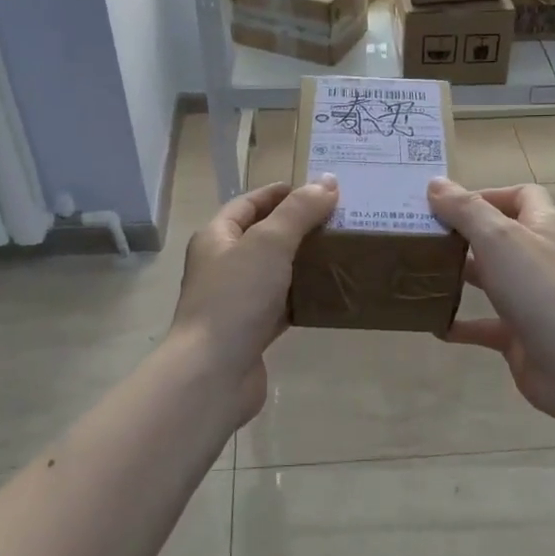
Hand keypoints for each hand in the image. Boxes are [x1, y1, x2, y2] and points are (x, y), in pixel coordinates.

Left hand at [170, 177, 339, 421]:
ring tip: (341, 252)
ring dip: (303, 262)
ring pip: (275, 272)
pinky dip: (303, 297)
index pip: (248, 203)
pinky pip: (282, 306)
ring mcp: (236, 301)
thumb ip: (299, 211)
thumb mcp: (270, 243)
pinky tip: (330, 294)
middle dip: (298, 227)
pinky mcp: (251, 331)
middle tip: (338, 220)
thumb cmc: (236, 297)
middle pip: (263, 237)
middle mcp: (222, 266)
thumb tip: (327, 182)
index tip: (317, 189)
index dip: (279, 193)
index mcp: (216, 237)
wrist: (213, 373)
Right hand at [427, 178, 554, 422]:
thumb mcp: (498, 239)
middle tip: (424, 236)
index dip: (488, 194)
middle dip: (464, 234)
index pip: (522, 195)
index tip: (450, 204)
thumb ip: (465, 210)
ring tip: (421, 272)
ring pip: (491, 279)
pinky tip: (434, 324)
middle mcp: (538, 258)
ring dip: (459, 275)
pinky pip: (485, 324)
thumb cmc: (539, 290)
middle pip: (500, 236)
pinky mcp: (521, 334)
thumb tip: (435, 184)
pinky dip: (461, 323)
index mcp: (542, 227)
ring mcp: (531, 298)